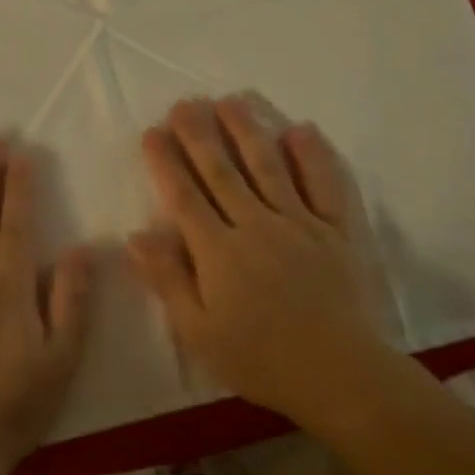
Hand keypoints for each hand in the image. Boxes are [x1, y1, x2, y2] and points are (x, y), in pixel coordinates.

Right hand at [128, 97, 392, 427]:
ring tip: (230, 101)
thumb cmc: (260, 359)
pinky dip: (313, 156)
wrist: (338, 373)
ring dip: (247, 130)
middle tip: (185, 103)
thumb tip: (136, 235)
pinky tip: (300, 130)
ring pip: (268, 166)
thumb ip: (168, 280)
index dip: (166, 162)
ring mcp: (299, 223)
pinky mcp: (336, 230)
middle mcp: (256, 225)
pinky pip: (324, 185)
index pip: (184, 196)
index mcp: (218, 252)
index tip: (153, 132)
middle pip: (222, 171)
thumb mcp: (199, 332)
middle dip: (199, 135)